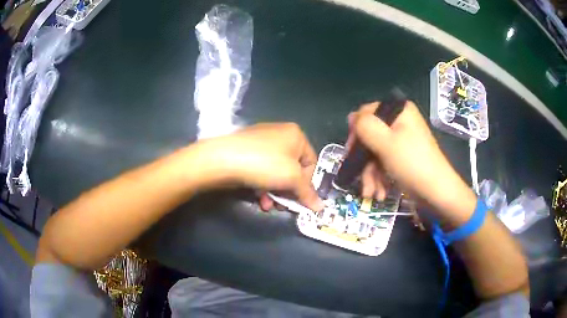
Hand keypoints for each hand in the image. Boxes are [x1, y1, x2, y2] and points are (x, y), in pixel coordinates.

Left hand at [192, 123, 323, 211]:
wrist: (223, 159)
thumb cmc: (264, 164)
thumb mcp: (292, 179)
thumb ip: (308, 193)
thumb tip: (321, 207)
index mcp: (296, 135)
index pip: (311, 163)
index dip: (308, 184)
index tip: (300, 199)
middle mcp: (280, 135)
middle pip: (293, 170)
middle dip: (288, 192)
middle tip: (283, 206)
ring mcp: (261, 143)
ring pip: (276, 173)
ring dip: (275, 193)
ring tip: (268, 206)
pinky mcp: (247, 152)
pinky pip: (262, 170)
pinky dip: (263, 186)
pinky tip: (258, 199)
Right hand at [347, 102, 475, 216]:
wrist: (436, 193)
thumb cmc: (412, 163)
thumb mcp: (385, 141)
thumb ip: (364, 125)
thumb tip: (352, 117)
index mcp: (399, 111)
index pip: (367, 113)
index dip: (357, 131)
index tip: (351, 151)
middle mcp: (400, 122)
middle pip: (370, 136)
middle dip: (363, 161)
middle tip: (356, 175)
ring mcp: (402, 141)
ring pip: (375, 153)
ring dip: (370, 175)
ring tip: (370, 193)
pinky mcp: (402, 158)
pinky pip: (384, 162)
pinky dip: (379, 178)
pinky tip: (379, 193)